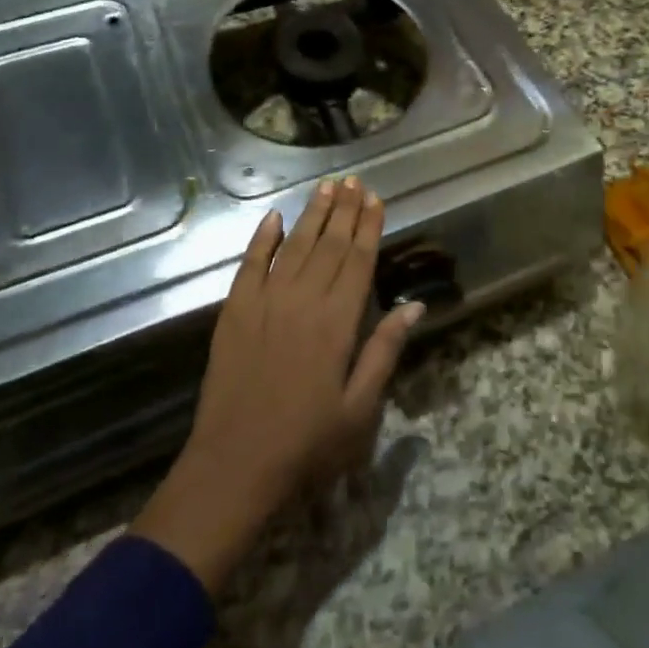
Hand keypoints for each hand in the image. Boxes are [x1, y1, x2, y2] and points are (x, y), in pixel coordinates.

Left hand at [129, 178, 420, 591]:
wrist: (234, 466)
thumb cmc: (307, 444)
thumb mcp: (360, 408)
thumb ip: (384, 351)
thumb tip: (414, 306)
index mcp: (337, 323)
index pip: (358, 261)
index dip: (368, 227)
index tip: (375, 198)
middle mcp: (302, 301)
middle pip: (328, 245)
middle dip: (344, 210)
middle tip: (354, 181)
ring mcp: (264, 303)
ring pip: (294, 246)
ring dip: (312, 215)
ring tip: (326, 187)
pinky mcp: (234, 312)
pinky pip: (250, 265)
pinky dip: (262, 238)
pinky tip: (274, 218)